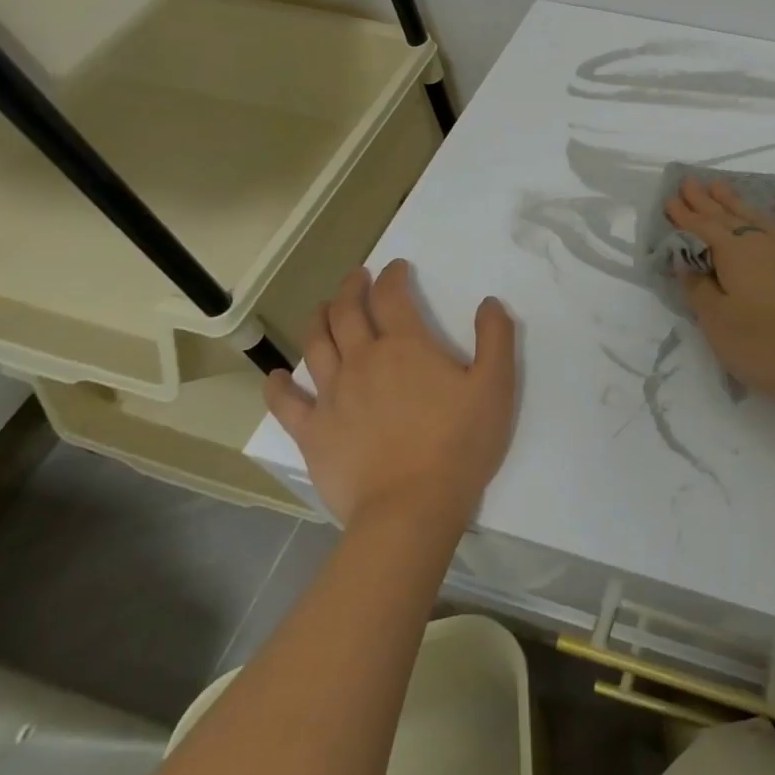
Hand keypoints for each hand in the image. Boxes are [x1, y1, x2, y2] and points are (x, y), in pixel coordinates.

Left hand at [264, 261, 517, 528]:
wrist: (411, 507)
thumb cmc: (460, 442)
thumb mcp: (496, 385)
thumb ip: (496, 337)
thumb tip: (489, 302)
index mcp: (406, 346)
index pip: (392, 296)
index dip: (393, 276)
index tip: (397, 268)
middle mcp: (362, 360)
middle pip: (347, 312)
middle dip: (351, 288)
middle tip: (356, 277)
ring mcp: (332, 395)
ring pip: (316, 344)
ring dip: (319, 319)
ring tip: (323, 309)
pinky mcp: (312, 431)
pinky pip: (287, 402)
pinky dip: (279, 384)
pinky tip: (277, 375)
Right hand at [664, 177, 774, 417]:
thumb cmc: (765, 347)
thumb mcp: (718, 324)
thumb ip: (699, 288)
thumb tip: (686, 259)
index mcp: (734, 256)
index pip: (702, 230)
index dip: (684, 216)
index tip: (670, 199)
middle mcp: (763, 244)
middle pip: (729, 218)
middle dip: (706, 201)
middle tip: (690, 182)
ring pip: (760, 218)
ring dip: (738, 202)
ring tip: (721, 186)